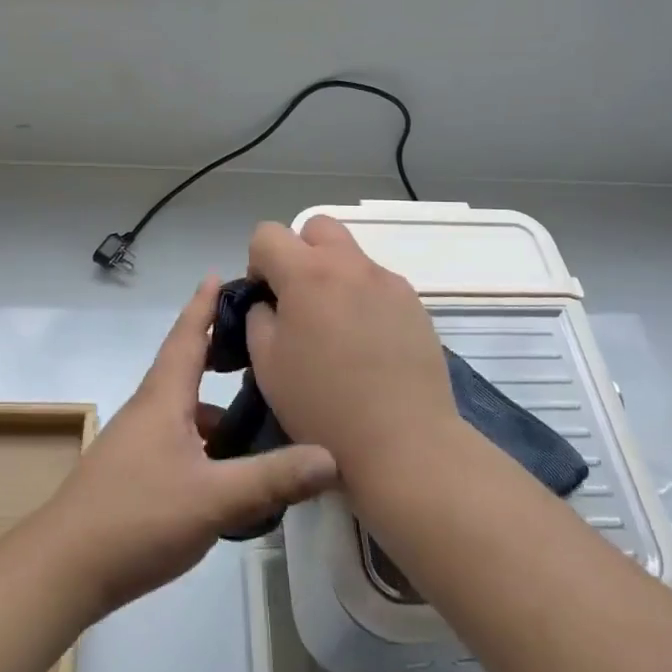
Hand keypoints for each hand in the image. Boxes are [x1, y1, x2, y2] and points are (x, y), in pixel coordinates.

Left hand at [45, 277, 337, 618]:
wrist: (63, 569)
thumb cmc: (136, 517)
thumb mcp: (213, 498)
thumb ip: (272, 477)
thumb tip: (331, 457)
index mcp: (163, 398)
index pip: (187, 336)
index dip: (203, 304)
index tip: (220, 274)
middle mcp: (149, 410)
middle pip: (186, 366)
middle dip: (218, 348)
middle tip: (259, 339)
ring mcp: (139, 443)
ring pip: (185, 408)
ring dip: (217, 403)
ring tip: (261, 410)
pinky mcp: (136, 473)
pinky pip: (180, 439)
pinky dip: (207, 439)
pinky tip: (231, 467)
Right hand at [244, 216, 456, 481]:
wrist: (404, 443)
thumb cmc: (323, 406)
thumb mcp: (266, 364)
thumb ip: (258, 318)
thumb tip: (269, 303)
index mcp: (307, 274)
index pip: (267, 233)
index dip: (257, 262)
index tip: (265, 299)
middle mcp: (350, 264)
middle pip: (316, 228)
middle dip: (300, 253)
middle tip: (299, 301)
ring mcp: (388, 281)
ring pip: (350, 256)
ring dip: (334, 276)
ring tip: (337, 330)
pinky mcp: (415, 304)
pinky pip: (378, 284)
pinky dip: (364, 299)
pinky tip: (368, 346)